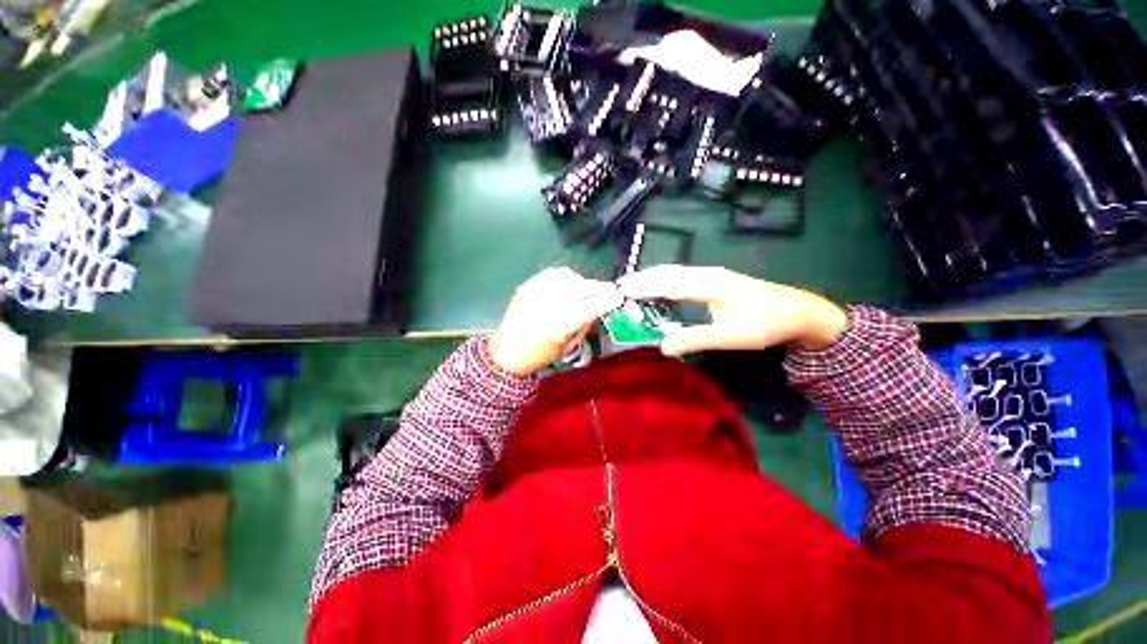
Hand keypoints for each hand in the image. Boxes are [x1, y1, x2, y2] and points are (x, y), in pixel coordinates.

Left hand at [487, 267, 623, 374]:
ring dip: (582, 282)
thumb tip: (600, 308)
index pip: (594, 305)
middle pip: (584, 287)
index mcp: (563, 322)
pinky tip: (567, 286)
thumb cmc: (541, 354)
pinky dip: (565, 278)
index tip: (619, 295)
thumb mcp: (569, 345)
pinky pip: (553, 273)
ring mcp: (538, 291)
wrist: (508, 351)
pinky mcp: (529, 285)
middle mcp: (552, 303)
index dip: (610, 298)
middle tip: (607, 290)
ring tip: (584, 290)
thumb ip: (586, 324)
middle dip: (600, 288)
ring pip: (570, 276)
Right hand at [618, 265, 847, 356]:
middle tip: (620, 287)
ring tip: (633, 285)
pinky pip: (683, 276)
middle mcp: (707, 274)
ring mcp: (712, 274)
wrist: (798, 311)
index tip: (621, 292)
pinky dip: (665, 280)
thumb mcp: (730, 336)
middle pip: (667, 273)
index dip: (642, 288)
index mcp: (708, 284)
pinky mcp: (715, 279)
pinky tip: (661, 287)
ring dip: (653, 277)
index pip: (666, 284)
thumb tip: (661, 346)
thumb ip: (695, 340)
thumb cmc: (765, 324)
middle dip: (643, 279)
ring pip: (675, 272)